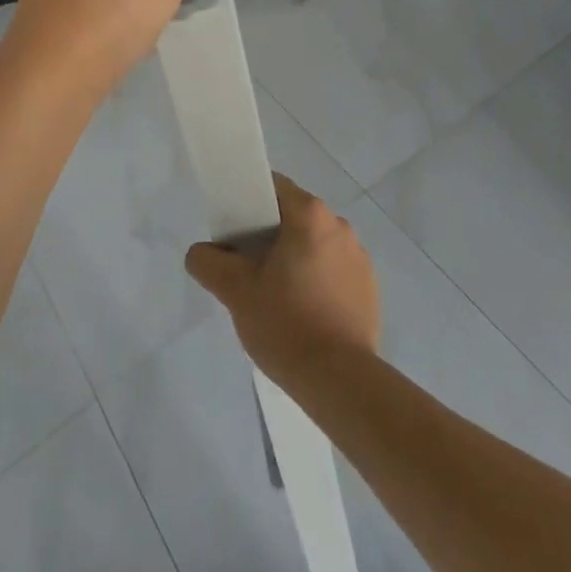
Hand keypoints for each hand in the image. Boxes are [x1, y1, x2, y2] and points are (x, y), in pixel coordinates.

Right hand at [185, 175, 380, 385]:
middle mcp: (339, 224)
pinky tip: (305, 315)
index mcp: (309, 214)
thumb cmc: (286, 325)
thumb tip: (201, 252)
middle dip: (271, 237)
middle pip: (294, 217)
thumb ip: (209, 262)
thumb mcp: (235, 292)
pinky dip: (318, 282)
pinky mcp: (369, 287)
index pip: (273, 188)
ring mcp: (358, 256)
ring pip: (315, 244)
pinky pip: (335, 270)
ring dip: (296, 259)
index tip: (236, 235)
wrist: (341, 383)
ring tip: (278, 298)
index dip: (249, 204)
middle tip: (250, 271)